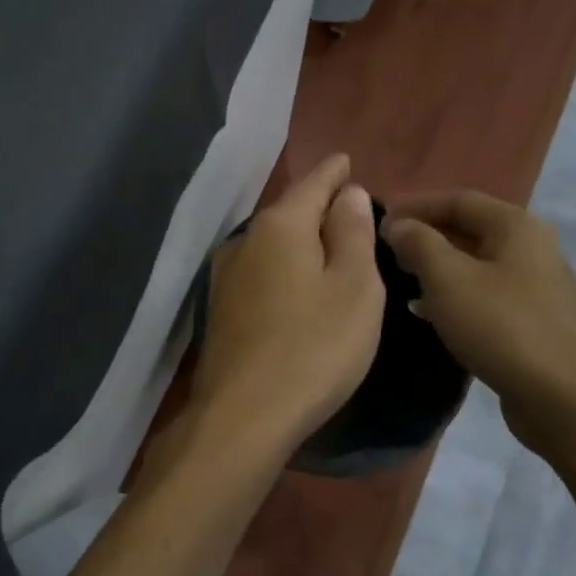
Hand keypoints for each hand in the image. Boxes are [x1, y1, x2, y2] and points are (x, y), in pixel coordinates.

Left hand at [191, 154, 385, 452]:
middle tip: (349, 206)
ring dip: (299, 238)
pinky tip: (296, 281)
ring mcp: (226, 275)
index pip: (314, 183)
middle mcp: (245, 241)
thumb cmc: (314, 347)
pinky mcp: (221, 308)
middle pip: (289, 211)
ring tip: (328, 242)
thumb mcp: (354, 287)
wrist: (244, 415)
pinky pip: (261, 270)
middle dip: (318, 205)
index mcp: (281, 226)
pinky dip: (284, 266)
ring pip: (272, 242)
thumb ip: (352, 232)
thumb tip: (347, 192)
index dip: (334, 171)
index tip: (347, 160)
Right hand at [382, 190, 575, 454]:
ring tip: (400, 279)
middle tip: (385, 252)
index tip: (378, 222)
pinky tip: (427, 313)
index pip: (458, 199)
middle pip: (469, 229)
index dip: (415, 206)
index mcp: (516, 226)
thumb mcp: (448, 279)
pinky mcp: (534, 320)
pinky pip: (486, 294)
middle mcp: (532, 248)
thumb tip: (399, 225)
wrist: (564, 398)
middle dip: (425, 237)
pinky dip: (454, 295)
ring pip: (476, 264)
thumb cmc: (502, 327)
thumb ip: (418, 244)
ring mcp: (536, 286)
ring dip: (437, 268)